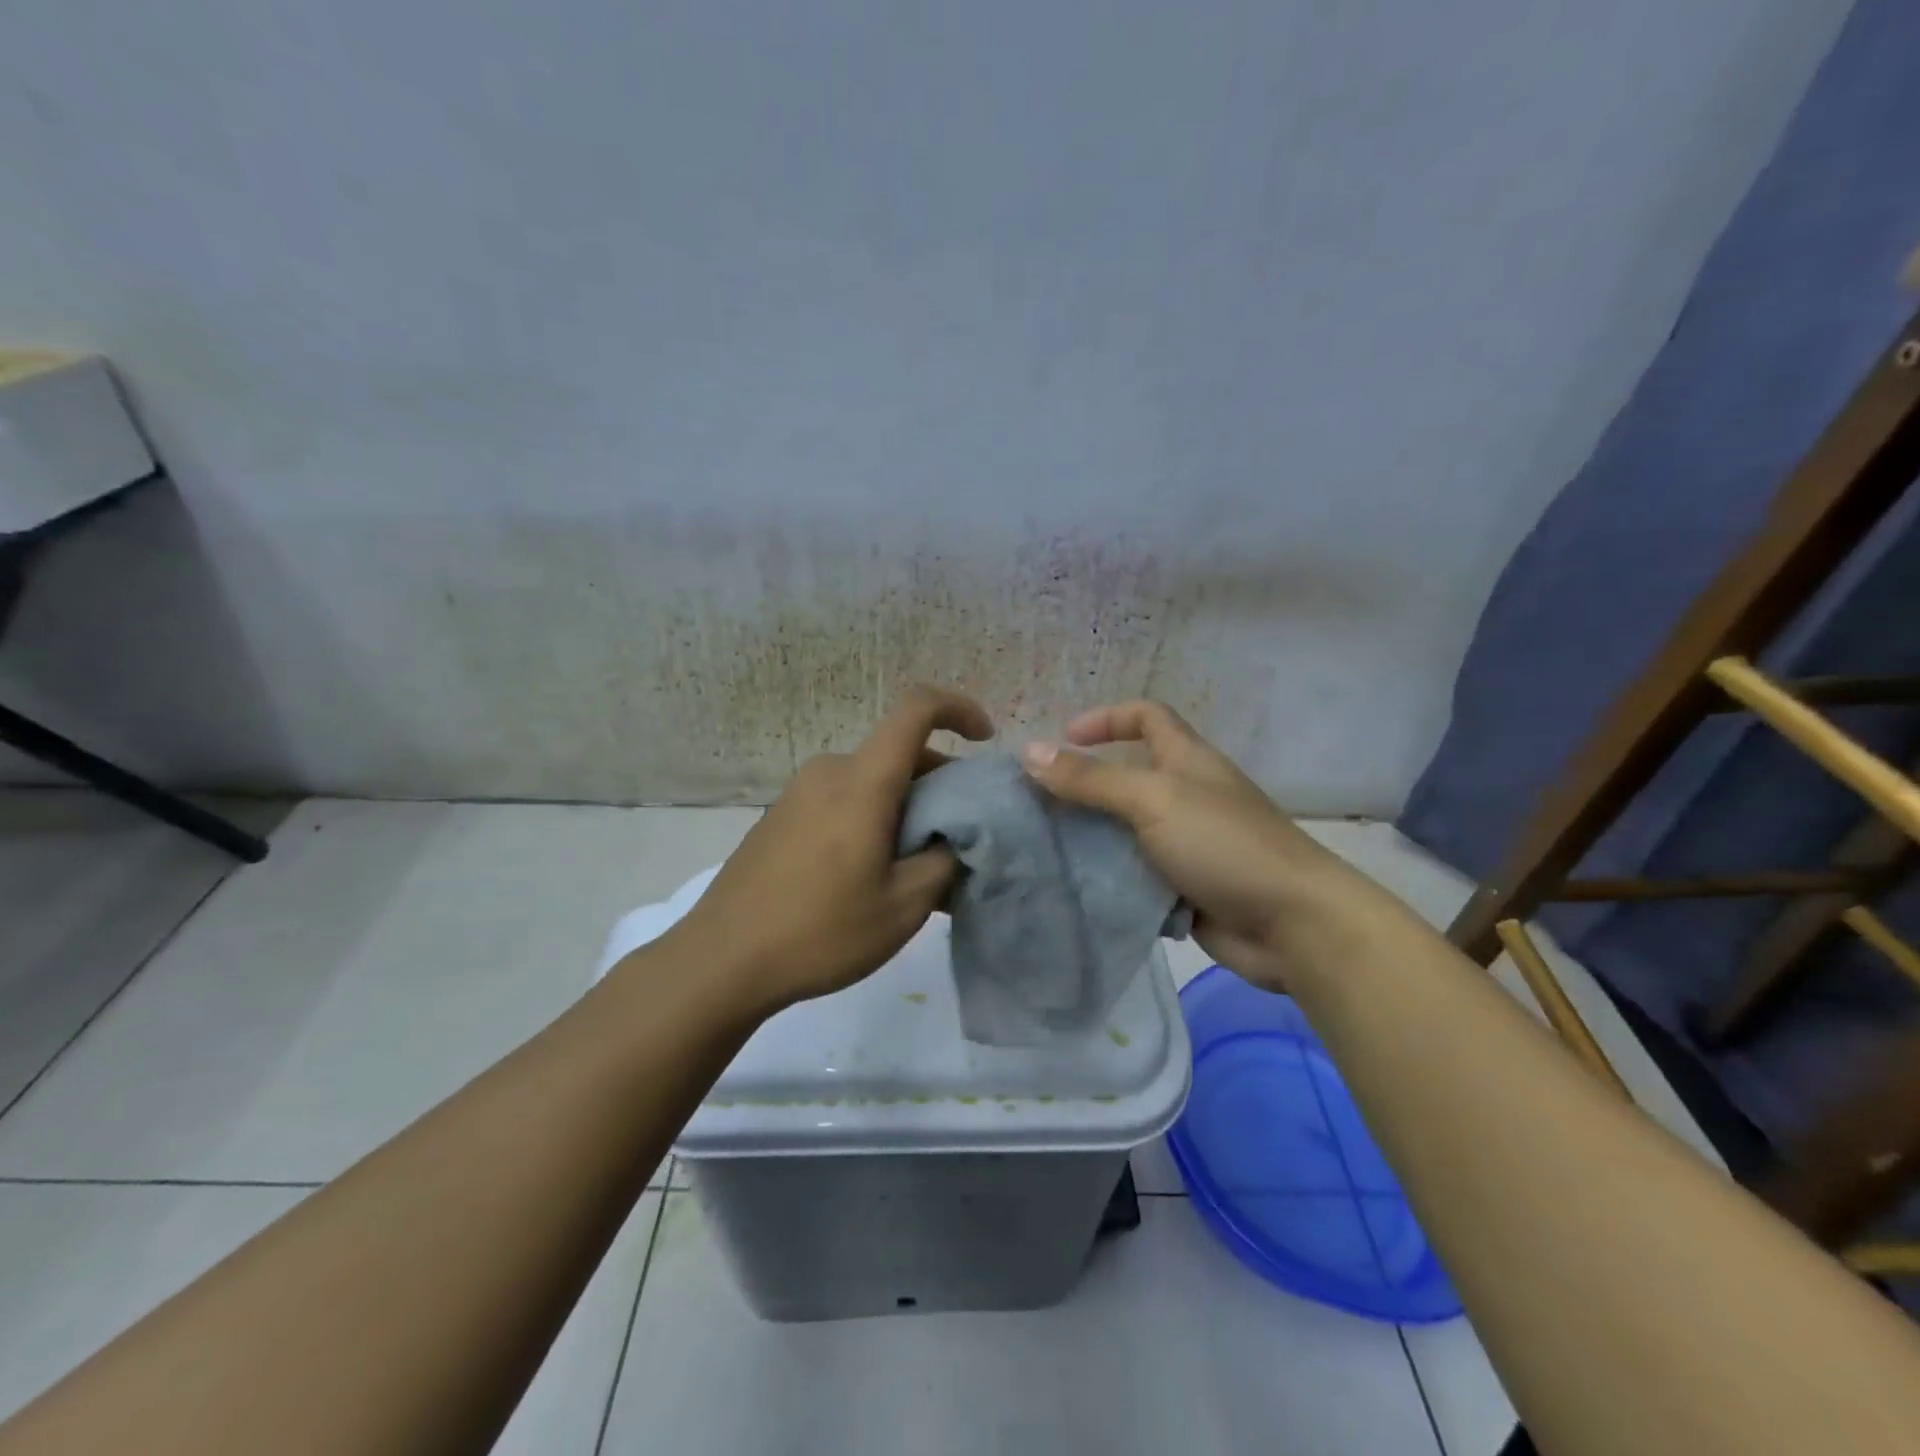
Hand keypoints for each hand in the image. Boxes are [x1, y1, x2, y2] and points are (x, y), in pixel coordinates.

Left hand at [666, 686, 993, 1012]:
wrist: (722, 960)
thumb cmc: (820, 930)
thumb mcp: (904, 906)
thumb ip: (943, 862)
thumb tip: (953, 840)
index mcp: (863, 780)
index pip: (916, 709)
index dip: (958, 709)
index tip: (985, 739)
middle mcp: (829, 771)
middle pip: (898, 753)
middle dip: (939, 782)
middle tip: (960, 835)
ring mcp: (799, 792)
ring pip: (872, 779)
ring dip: (906, 805)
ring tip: (920, 863)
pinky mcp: (781, 817)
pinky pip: (843, 799)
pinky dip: (873, 816)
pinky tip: (875, 870)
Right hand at [1021, 701, 1348, 990]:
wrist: (1292, 925)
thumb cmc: (1224, 844)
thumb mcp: (1153, 800)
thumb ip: (1091, 779)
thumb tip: (1029, 752)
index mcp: (1186, 760)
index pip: (1146, 717)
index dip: (1106, 719)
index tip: (1063, 739)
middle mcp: (1185, 796)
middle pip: (1126, 776)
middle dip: (1083, 785)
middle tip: (1035, 805)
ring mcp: (1185, 844)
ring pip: (1125, 830)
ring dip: (1089, 837)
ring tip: (1041, 849)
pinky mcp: (1183, 887)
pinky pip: (1134, 875)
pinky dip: (1107, 878)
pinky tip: (1072, 889)